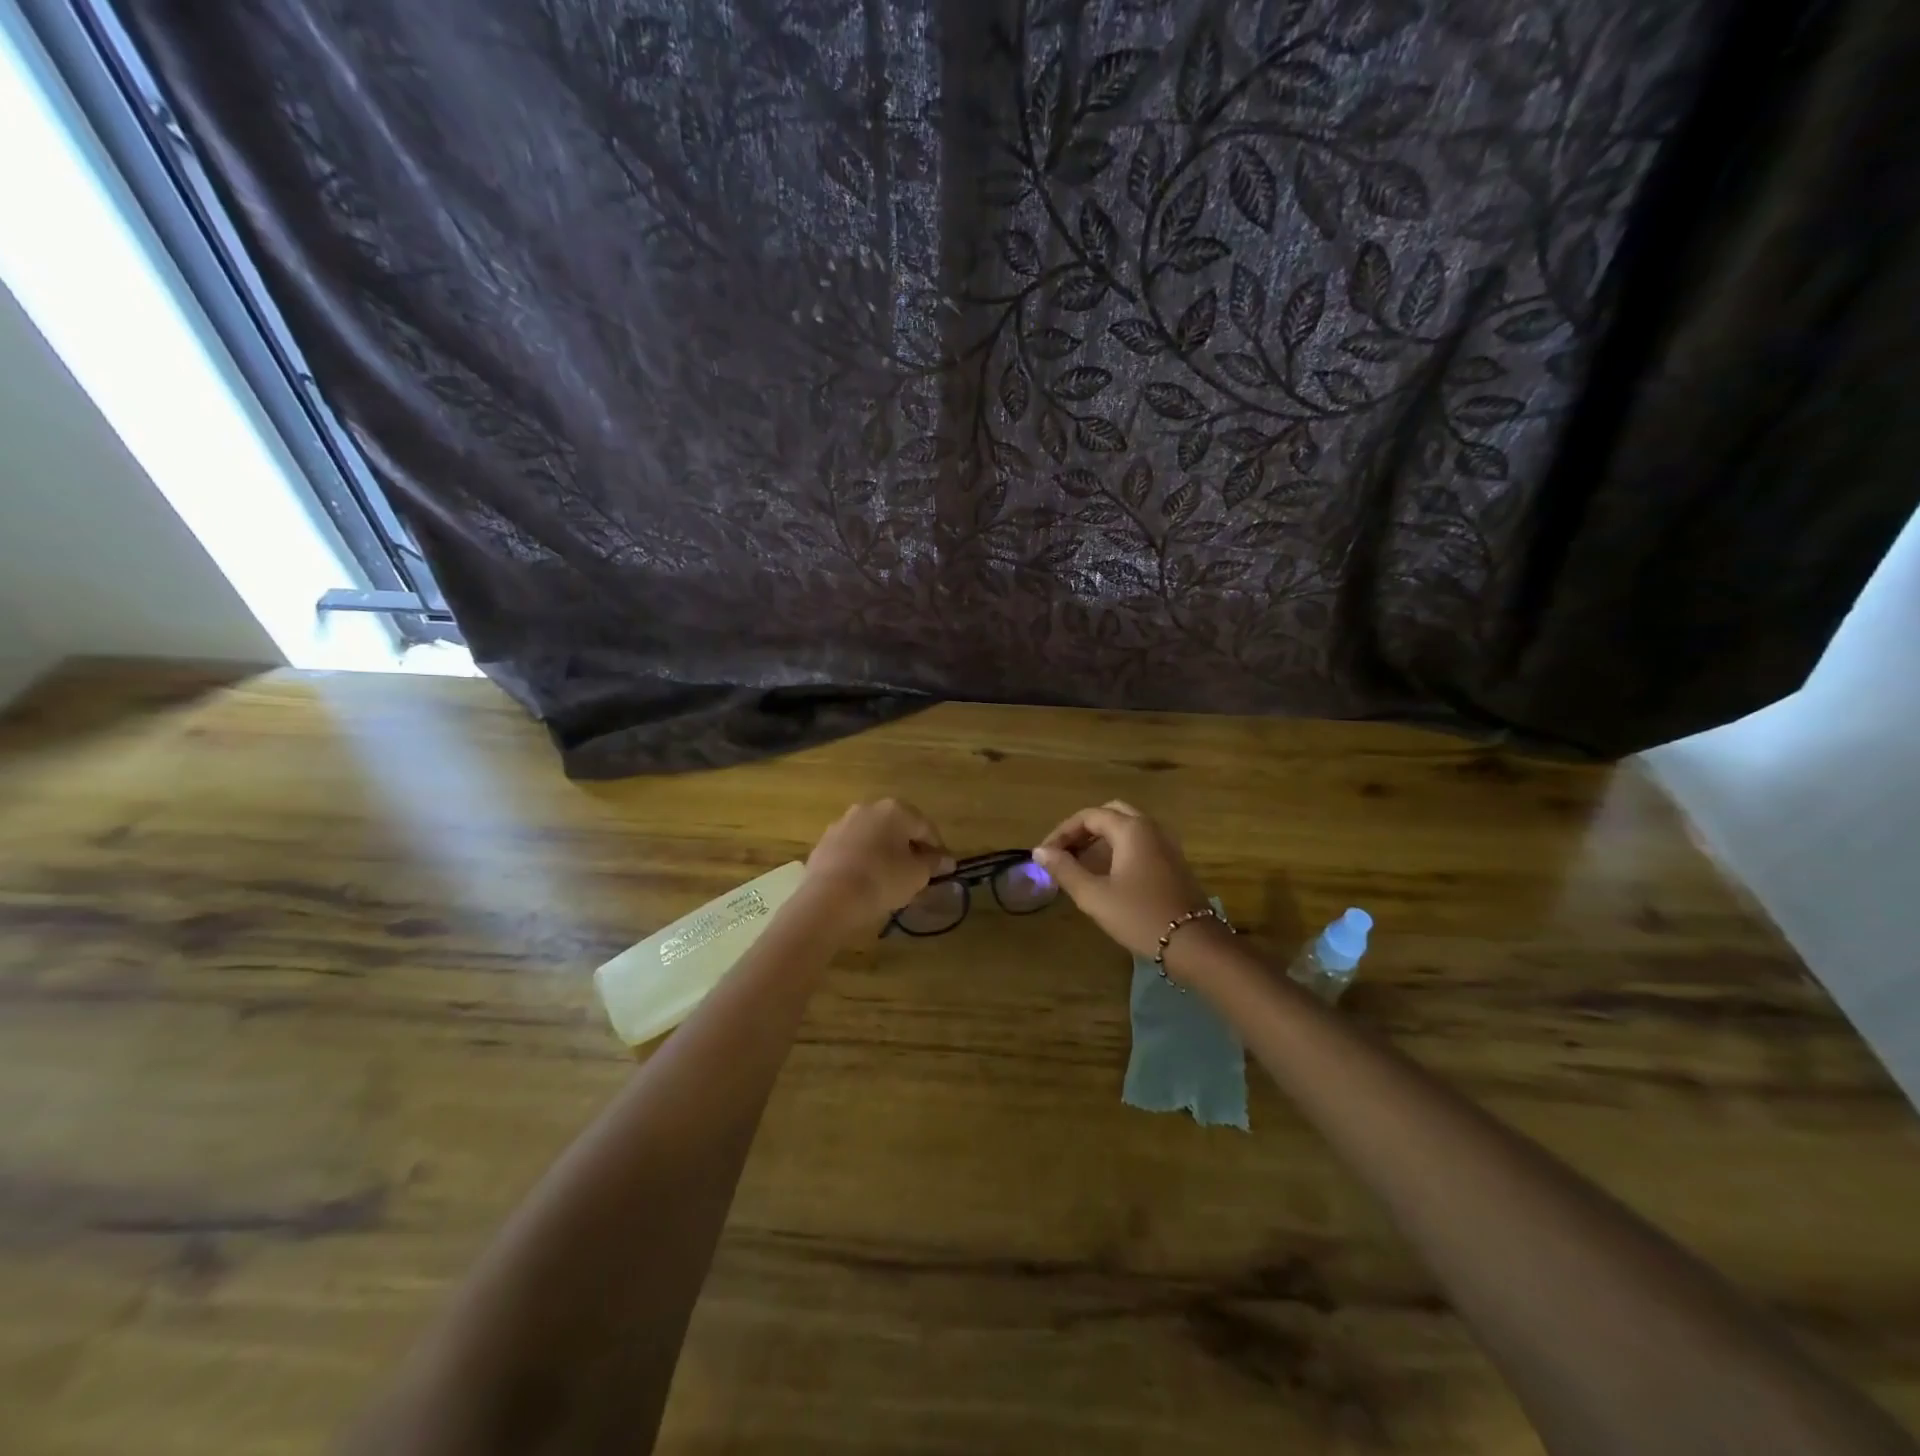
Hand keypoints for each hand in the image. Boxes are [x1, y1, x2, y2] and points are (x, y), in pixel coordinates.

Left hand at [802, 799, 954, 935]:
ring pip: (873, 838)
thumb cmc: (882, 880)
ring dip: (885, 853)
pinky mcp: (824, 843)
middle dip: (909, 848)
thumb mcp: (917, 875)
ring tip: (891, 880)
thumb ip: (934, 863)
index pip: (926, 828)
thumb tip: (946, 860)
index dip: (937, 850)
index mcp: (895, 810)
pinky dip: (863, 860)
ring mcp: (842, 824)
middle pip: (898, 829)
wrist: (829, 899)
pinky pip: (853, 850)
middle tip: (917, 874)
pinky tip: (866, 881)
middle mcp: (868, 808)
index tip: (943, 871)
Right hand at [1033, 801, 1210, 959]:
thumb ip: (1065, 870)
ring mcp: (1166, 845)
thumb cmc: (1139, 916)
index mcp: (1131, 829)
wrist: (1193, 945)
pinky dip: (1118, 848)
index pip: (1089, 816)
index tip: (1045, 855)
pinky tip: (1106, 873)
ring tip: (1078, 863)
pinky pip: (1140, 843)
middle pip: (1110, 814)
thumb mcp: (1095, 895)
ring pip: (1127, 828)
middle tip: (1063, 852)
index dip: (1062, 832)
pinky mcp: (1173, 863)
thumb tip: (1040, 852)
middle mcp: (1151, 828)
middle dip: (1083, 830)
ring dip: (1100, 839)